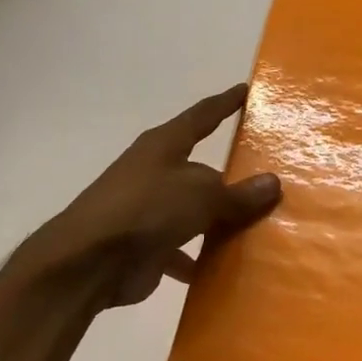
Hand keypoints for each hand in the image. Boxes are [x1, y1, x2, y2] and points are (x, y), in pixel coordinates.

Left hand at [13, 84, 280, 309]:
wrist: (88, 262)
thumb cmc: (146, 210)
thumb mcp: (201, 196)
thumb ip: (238, 193)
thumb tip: (273, 183)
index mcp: (164, 146)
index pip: (202, 116)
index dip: (225, 103)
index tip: (246, 90)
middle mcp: (156, 172)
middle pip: (202, 170)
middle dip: (232, 178)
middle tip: (272, 180)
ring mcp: (149, 210)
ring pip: (195, 211)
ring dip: (219, 221)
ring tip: (260, 228)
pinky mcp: (146, 245)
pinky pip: (184, 249)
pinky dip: (201, 258)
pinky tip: (227, 270)